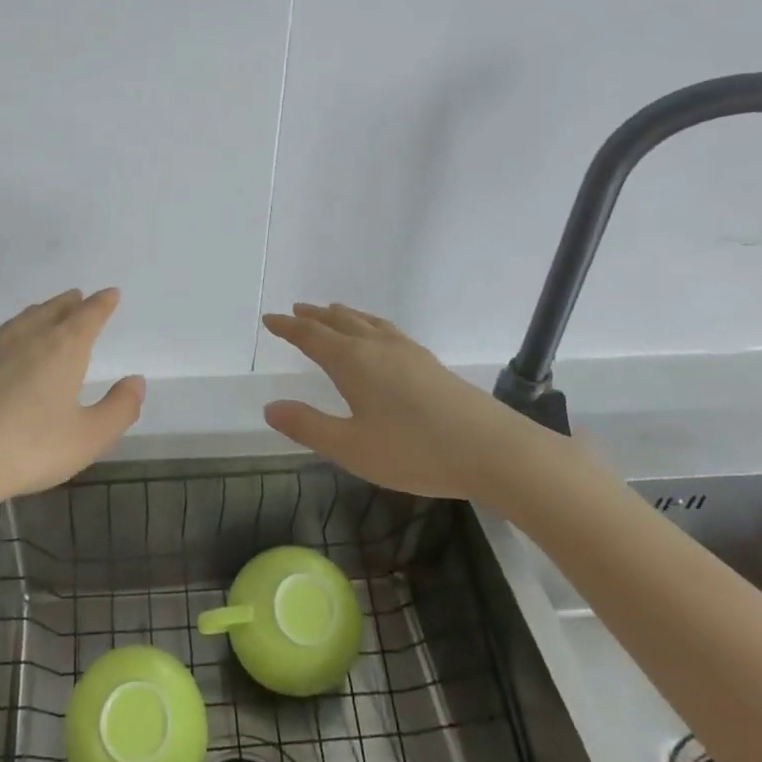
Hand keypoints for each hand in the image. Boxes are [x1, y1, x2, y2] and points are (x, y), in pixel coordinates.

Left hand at [0, 288, 145, 512]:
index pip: (89, 315)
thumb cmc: (28, 450)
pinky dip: (3, 335)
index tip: (111, 293)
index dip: (103, 303)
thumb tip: (136, 381)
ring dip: (38, 313)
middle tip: (78, 297)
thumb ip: (119, 409)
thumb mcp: (88, 438)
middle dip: (70, 303)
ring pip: (21, 320)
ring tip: (45, 314)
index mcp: (64, 348)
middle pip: (53, 310)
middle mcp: (28, 336)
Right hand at [260, 302, 566, 504]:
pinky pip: (387, 330)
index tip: (270, 319)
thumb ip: (308, 426)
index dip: (288, 327)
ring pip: (366, 322)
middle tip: (296, 310)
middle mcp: (377, 347)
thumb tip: (270, 407)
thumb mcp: (351, 448)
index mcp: (353, 361)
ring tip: (332, 312)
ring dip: (343, 315)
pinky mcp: (429, 363)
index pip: (311, 336)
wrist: (491, 449)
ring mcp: (407, 352)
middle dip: (314, 317)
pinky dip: (369, 324)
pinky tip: (380, 337)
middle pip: (339, 322)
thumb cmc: (414, 450)